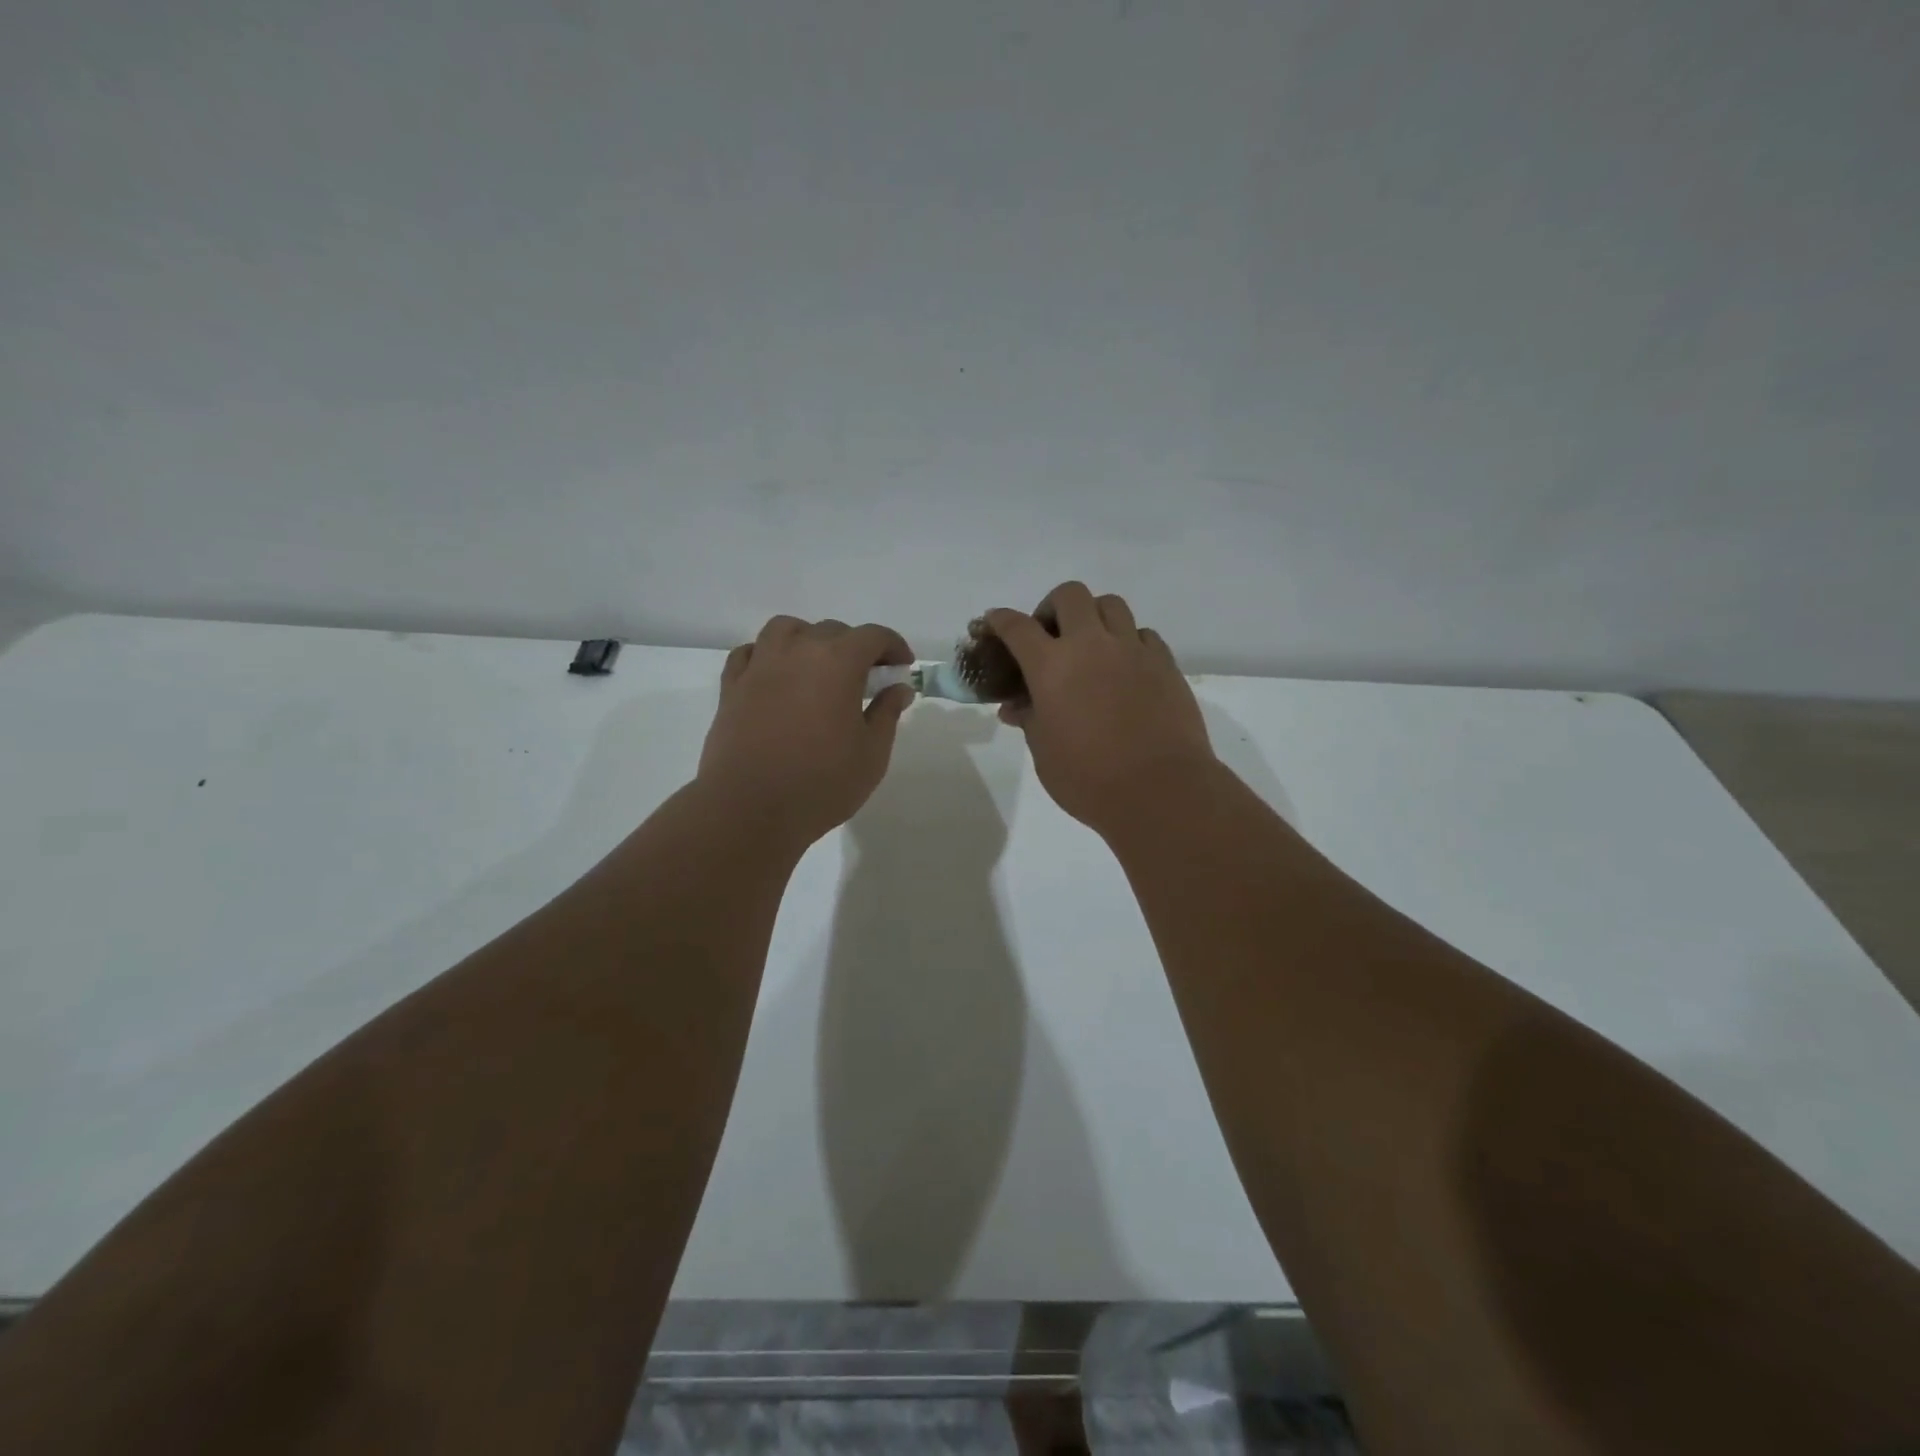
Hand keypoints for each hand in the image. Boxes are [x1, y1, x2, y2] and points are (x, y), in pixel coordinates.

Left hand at [698, 616, 915, 846]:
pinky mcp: (731, 687)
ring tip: (817, 668)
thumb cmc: (820, 784)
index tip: (902, 667)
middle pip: (831, 630)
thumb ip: (886, 713)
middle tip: (866, 679)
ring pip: (786, 630)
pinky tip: (776, 677)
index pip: (873, 636)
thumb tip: (898, 688)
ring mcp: (759, 666)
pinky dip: (768, 655)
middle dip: (855, 647)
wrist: (748, 809)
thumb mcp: (872, 754)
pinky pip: (751, 653)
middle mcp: (797, 651)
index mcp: (837, 662)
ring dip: (808, 640)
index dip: (893, 646)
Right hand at [986, 583, 1215, 836]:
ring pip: (1110, 605)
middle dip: (1052, 607)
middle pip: (1069, 595)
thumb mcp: (1045, 753)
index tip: (992, 621)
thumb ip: (1030, 720)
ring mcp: (1132, 650)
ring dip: (1093, 617)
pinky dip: (1127, 641)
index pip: (1017, 627)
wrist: (1161, 791)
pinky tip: (1125, 668)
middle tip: (1049, 635)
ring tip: (1090, 646)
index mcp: (1052, 666)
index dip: (1000, 620)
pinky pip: (1142, 634)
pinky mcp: (1165, 663)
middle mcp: (1091, 645)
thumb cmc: (1089, 779)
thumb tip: (1016, 707)